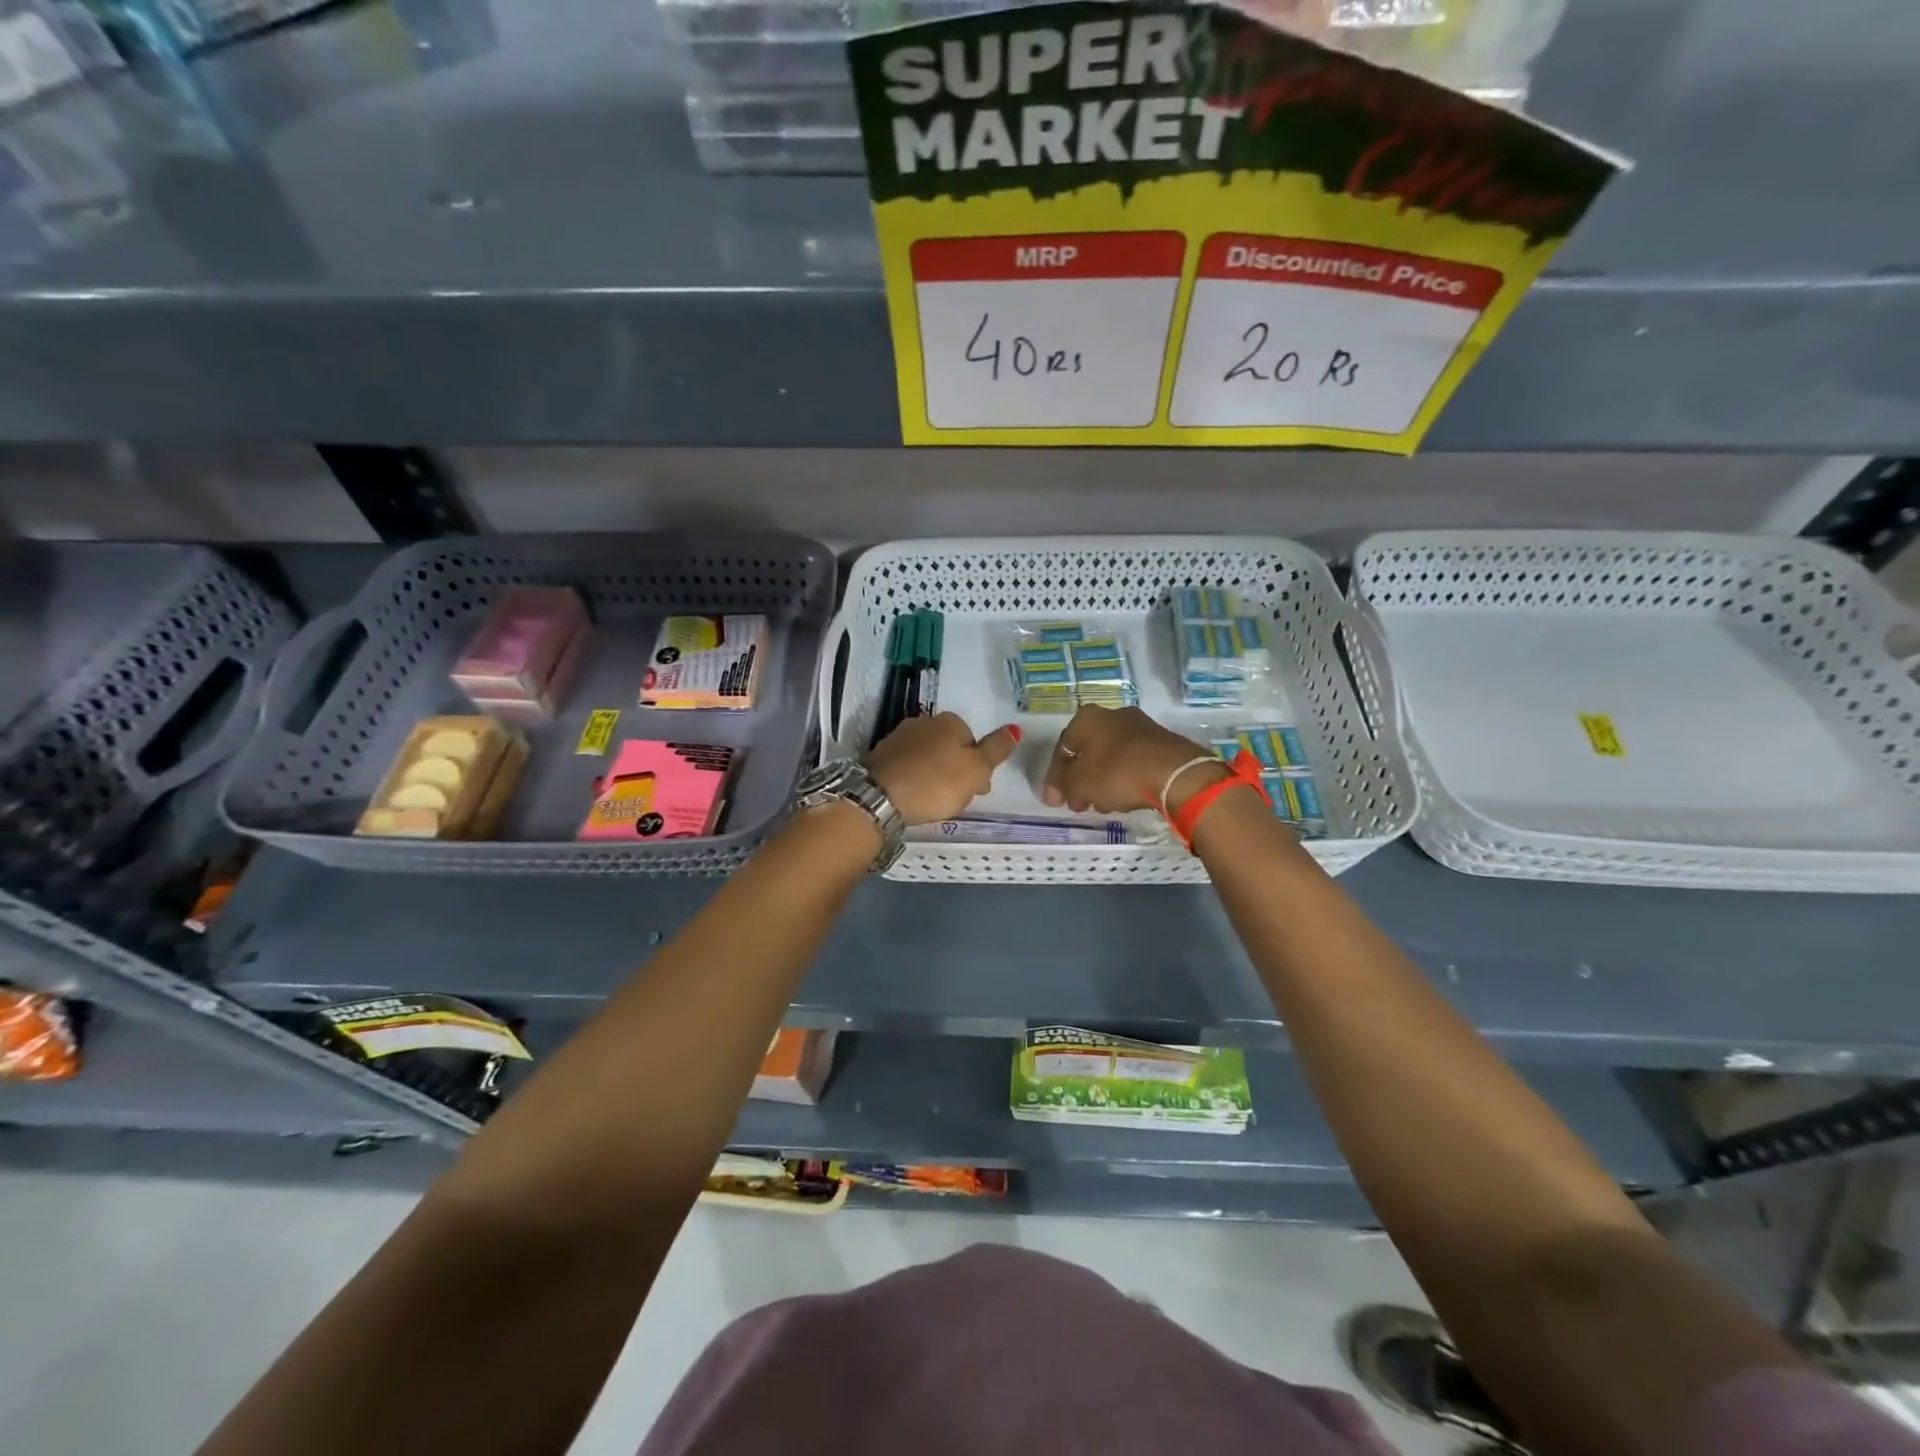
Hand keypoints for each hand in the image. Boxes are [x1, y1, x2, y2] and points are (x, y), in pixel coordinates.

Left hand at [866, 713, 1019, 825]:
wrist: (881, 796)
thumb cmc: (937, 782)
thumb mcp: (977, 769)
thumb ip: (996, 749)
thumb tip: (1014, 728)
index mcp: (950, 721)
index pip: (972, 740)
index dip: (978, 766)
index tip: (978, 789)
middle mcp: (923, 722)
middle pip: (949, 747)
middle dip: (955, 769)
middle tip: (957, 797)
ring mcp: (899, 737)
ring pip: (927, 756)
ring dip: (934, 773)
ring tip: (934, 800)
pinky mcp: (880, 755)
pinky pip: (907, 766)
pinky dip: (913, 778)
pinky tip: (913, 796)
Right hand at [1042, 706, 1225, 813]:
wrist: (1176, 772)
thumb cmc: (1118, 773)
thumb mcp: (1081, 784)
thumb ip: (1065, 787)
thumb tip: (1063, 793)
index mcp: (1087, 718)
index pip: (1062, 748)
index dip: (1055, 778)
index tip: (1054, 802)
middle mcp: (1112, 715)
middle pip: (1088, 751)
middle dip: (1080, 779)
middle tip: (1078, 803)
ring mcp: (1140, 727)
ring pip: (1111, 757)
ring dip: (1102, 780)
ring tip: (1103, 804)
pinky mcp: (1162, 742)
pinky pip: (1133, 761)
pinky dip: (1124, 778)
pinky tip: (1125, 797)